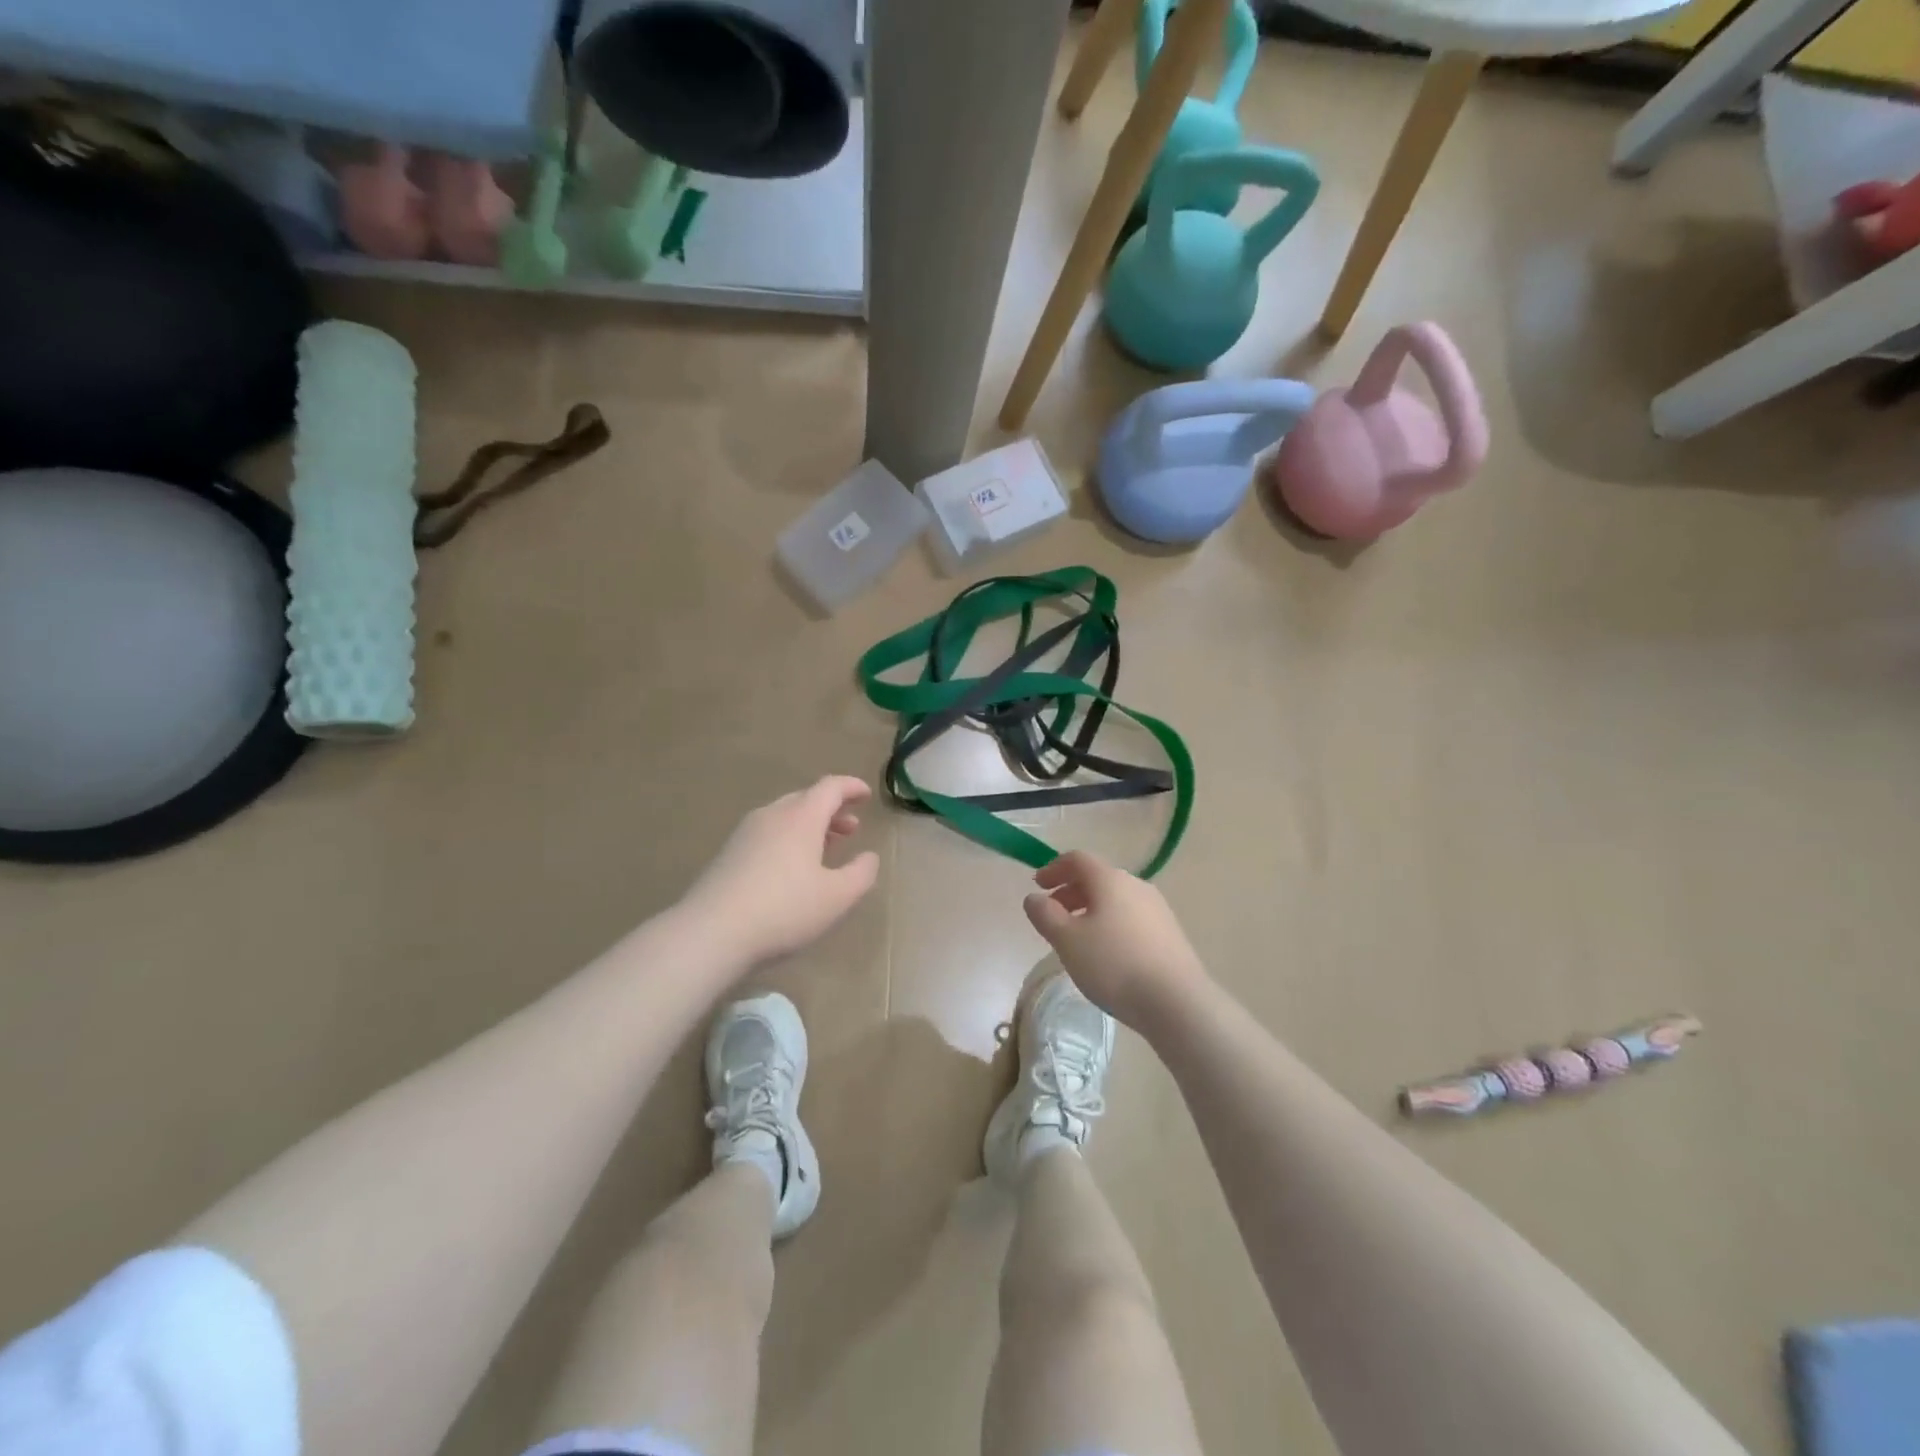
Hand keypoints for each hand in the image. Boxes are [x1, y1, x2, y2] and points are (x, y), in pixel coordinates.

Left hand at [684, 776, 880, 964]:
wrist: (711, 932)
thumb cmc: (784, 910)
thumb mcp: (837, 897)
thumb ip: (861, 873)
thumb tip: (869, 857)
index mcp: (801, 817)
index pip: (830, 787)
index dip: (851, 787)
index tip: (866, 794)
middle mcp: (772, 816)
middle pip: (805, 799)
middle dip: (832, 810)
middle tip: (851, 828)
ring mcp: (745, 834)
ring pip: (784, 817)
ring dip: (809, 826)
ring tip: (825, 848)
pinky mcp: (728, 854)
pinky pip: (767, 834)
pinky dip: (788, 839)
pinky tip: (791, 869)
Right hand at [1023, 851, 1208, 1030]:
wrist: (1177, 1002)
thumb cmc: (1114, 964)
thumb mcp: (1067, 940)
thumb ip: (1045, 915)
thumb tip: (1034, 897)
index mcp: (1110, 879)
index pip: (1077, 859)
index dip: (1054, 868)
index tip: (1038, 885)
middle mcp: (1136, 885)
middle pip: (1097, 878)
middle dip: (1070, 892)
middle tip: (1052, 915)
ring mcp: (1157, 909)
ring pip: (1115, 899)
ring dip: (1090, 910)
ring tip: (1077, 939)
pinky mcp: (1169, 933)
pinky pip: (1131, 918)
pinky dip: (1110, 924)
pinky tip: (1106, 954)